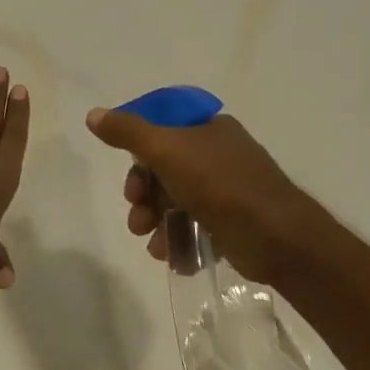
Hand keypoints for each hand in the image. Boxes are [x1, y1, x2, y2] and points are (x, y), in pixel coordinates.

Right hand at [84, 106, 323, 283]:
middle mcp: (218, 154)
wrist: (276, 236)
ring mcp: (227, 189)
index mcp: (207, 128)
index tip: (130, 179)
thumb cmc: (219, 184)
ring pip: (175, 201)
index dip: (137, 155)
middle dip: (144, 196)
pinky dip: (178, 239)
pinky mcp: (232, 222)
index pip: (160, 132)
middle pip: (163, 170)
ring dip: (156, 222)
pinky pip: (194, 226)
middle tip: (138, 216)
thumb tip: (94, 115)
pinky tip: (171, 255)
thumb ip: (128, 132)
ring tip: (153, 244)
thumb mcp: (167, 150)